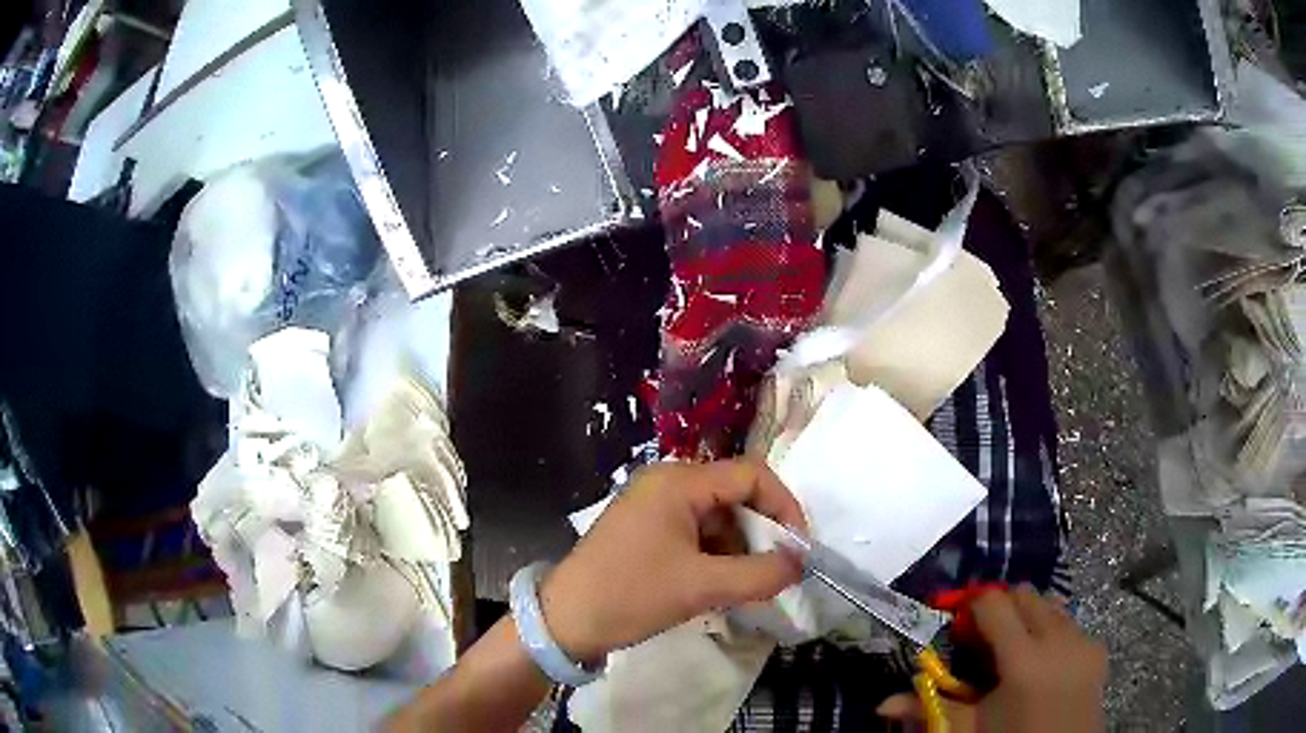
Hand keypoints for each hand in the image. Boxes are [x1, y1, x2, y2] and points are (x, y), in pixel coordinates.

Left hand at [538, 460, 805, 664]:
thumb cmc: (630, 595)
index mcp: (679, 482)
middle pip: (734, 495)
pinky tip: (721, 585)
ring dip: (740, 548)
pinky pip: (696, 533)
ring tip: (748, 585)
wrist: (564, 621)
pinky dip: (717, 556)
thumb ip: (758, 574)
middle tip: (776, 571)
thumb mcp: (700, 587)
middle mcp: (667, 483)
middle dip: (762, 532)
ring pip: (717, 517)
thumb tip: (799, 565)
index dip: (784, 506)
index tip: (798, 548)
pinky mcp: (647, 530)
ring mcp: (654, 506)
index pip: (751, 475)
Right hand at [878, 587, 1106, 732]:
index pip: (995, 603)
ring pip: (1051, 605)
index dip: (973, 606)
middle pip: (1026, 595)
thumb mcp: (967, 730)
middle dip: (1002, 607)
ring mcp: (1083, 641)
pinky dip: (1051, 632)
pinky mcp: (1098, 649)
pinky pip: (1070, 624)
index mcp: (1023, 659)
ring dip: (1028, 617)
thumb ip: (930, 709)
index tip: (959, 625)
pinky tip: (1041, 664)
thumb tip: (881, 704)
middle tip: (983, 639)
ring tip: (1013, 650)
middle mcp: (1058, 638)